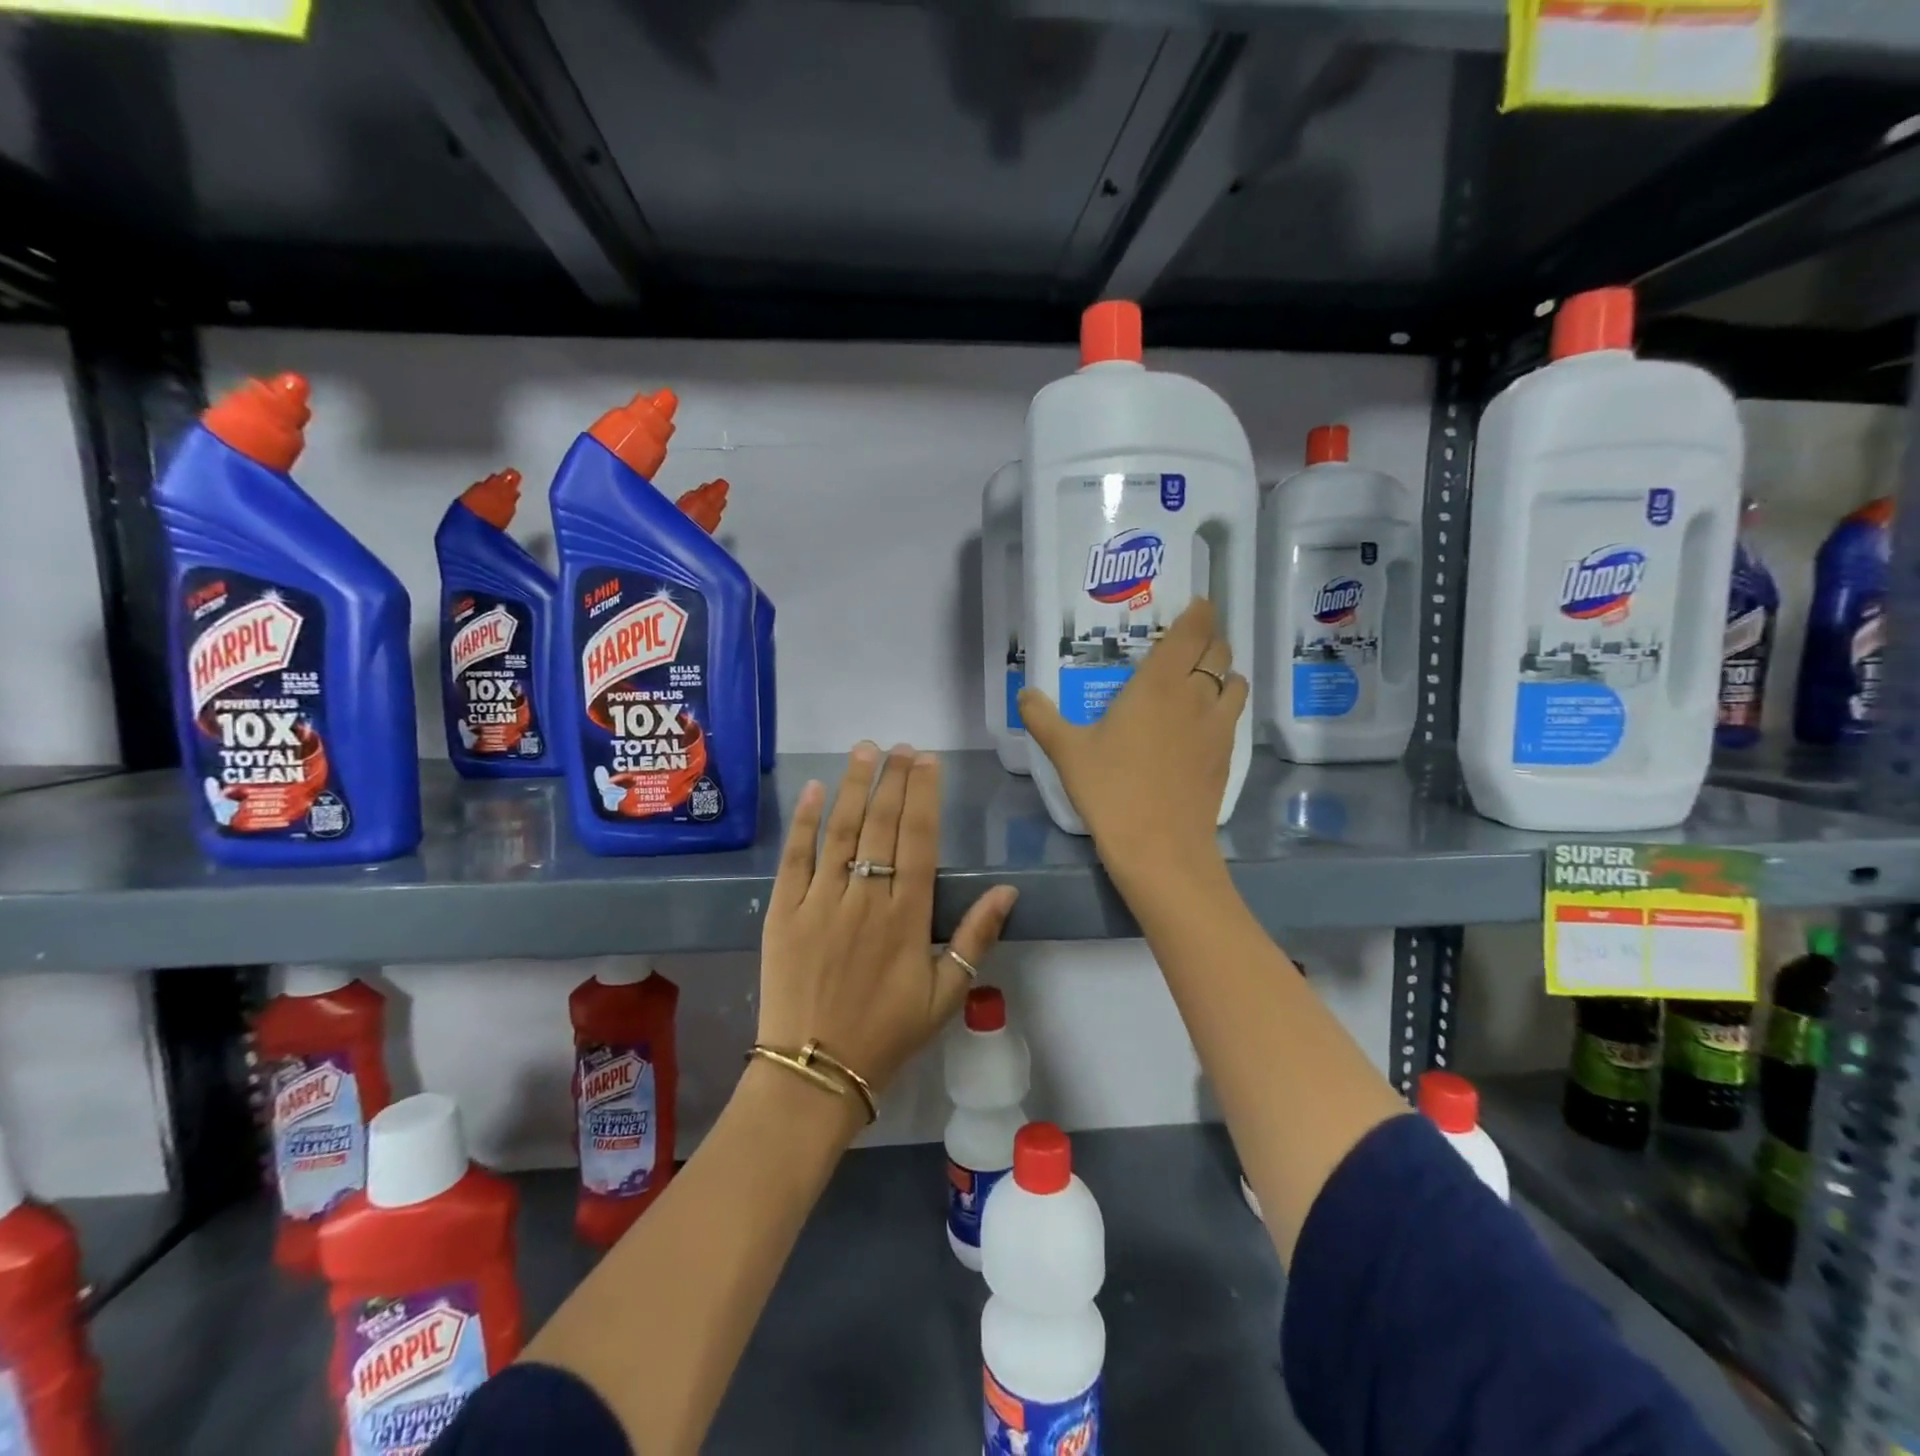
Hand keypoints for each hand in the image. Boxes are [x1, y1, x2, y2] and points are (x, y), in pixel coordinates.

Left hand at [757, 742, 1018, 1108]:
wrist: (814, 1072)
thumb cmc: (887, 1034)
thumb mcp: (945, 995)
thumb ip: (976, 938)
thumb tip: (1008, 890)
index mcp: (907, 917)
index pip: (918, 840)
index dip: (924, 796)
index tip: (928, 761)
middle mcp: (865, 899)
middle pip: (881, 826)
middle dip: (893, 780)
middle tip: (901, 747)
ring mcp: (820, 902)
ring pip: (841, 831)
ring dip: (855, 787)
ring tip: (865, 751)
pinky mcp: (782, 912)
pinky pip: (794, 858)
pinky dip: (805, 822)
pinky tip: (816, 790)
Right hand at [1018, 597, 1246, 877]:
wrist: (1161, 848)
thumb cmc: (1111, 790)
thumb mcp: (1067, 752)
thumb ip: (1043, 718)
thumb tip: (1024, 693)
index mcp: (1159, 683)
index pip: (1192, 631)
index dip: (1199, 612)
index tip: (1195, 604)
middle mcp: (1196, 695)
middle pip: (1218, 650)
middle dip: (1208, 638)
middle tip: (1187, 642)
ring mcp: (1218, 726)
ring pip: (1234, 681)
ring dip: (1222, 670)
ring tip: (1202, 676)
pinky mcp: (1227, 755)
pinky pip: (1234, 714)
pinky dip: (1226, 704)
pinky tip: (1204, 720)